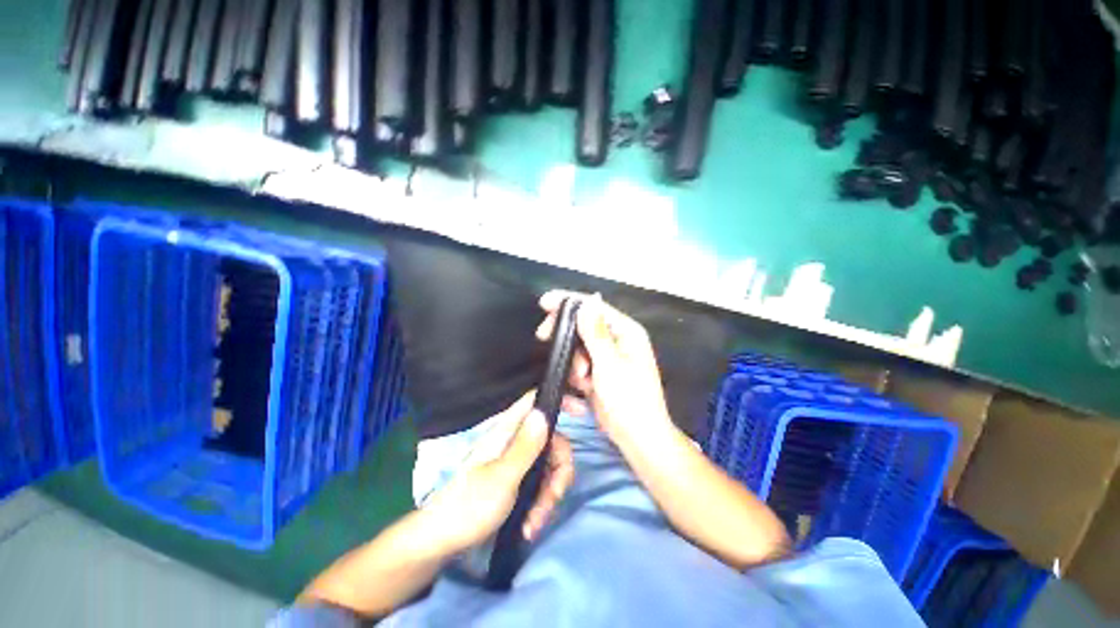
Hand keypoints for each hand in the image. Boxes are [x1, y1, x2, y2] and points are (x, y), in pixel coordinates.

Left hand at [421, 392, 574, 554]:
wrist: (442, 541)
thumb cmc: (468, 506)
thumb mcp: (502, 478)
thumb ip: (525, 446)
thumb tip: (543, 413)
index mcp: (507, 431)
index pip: (535, 401)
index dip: (559, 400)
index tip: (581, 414)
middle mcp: (514, 441)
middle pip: (553, 441)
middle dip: (558, 473)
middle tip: (552, 500)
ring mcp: (516, 461)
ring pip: (549, 466)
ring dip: (548, 497)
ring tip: (534, 523)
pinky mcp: (517, 479)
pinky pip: (540, 484)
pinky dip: (540, 504)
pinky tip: (530, 525)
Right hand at [537, 292, 673, 450]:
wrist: (638, 439)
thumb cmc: (629, 401)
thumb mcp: (610, 366)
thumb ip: (596, 334)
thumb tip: (587, 303)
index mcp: (626, 332)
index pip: (595, 307)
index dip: (569, 302)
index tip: (544, 302)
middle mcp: (617, 339)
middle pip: (583, 324)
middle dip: (565, 333)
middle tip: (543, 335)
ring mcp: (608, 356)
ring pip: (578, 345)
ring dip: (573, 360)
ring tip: (582, 380)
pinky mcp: (600, 371)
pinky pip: (580, 362)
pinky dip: (576, 373)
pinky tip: (581, 388)